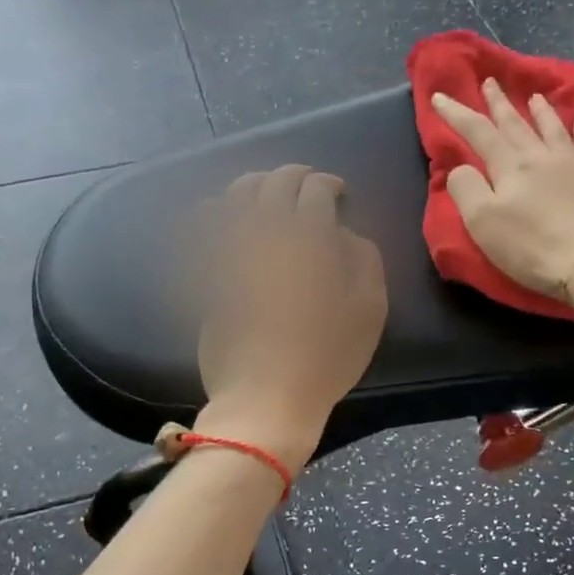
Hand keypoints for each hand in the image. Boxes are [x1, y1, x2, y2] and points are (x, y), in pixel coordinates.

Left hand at [195, 166, 387, 468]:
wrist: (265, 398)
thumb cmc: (326, 358)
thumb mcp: (369, 311)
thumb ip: (364, 259)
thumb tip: (343, 233)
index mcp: (309, 238)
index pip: (316, 189)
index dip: (330, 185)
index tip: (339, 195)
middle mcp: (266, 232)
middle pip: (276, 182)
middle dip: (296, 176)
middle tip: (308, 187)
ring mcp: (230, 250)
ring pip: (237, 194)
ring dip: (257, 185)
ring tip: (269, 195)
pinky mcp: (207, 270)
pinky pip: (204, 225)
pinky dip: (216, 209)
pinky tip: (223, 212)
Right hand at [432, 79, 573, 295]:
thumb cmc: (531, 247)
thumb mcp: (483, 223)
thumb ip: (466, 189)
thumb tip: (461, 168)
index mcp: (509, 166)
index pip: (477, 132)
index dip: (456, 113)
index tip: (440, 96)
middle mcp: (540, 156)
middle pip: (515, 123)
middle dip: (498, 104)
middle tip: (489, 82)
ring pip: (552, 128)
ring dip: (539, 111)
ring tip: (533, 96)